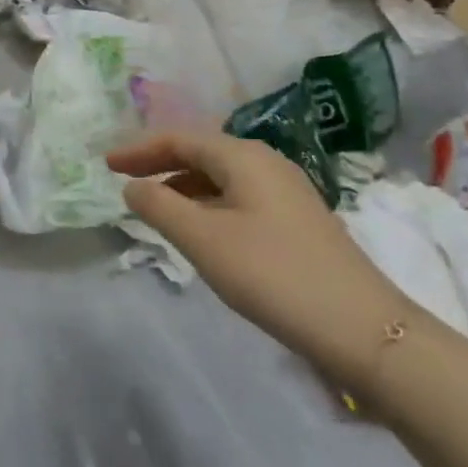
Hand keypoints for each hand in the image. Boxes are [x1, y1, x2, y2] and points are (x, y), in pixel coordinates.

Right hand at [107, 132, 412, 386]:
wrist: (362, 328)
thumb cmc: (273, 274)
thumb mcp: (203, 239)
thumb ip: (159, 207)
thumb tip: (132, 187)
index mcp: (243, 156)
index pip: (179, 138)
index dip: (138, 149)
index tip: (106, 165)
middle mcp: (265, 162)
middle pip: (200, 151)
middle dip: (159, 163)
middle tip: (124, 180)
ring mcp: (285, 190)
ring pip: (220, 175)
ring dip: (182, 185)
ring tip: (154, 207)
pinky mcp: (296, 219)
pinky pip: (237, 196)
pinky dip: (206, 203)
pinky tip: (199, 229)